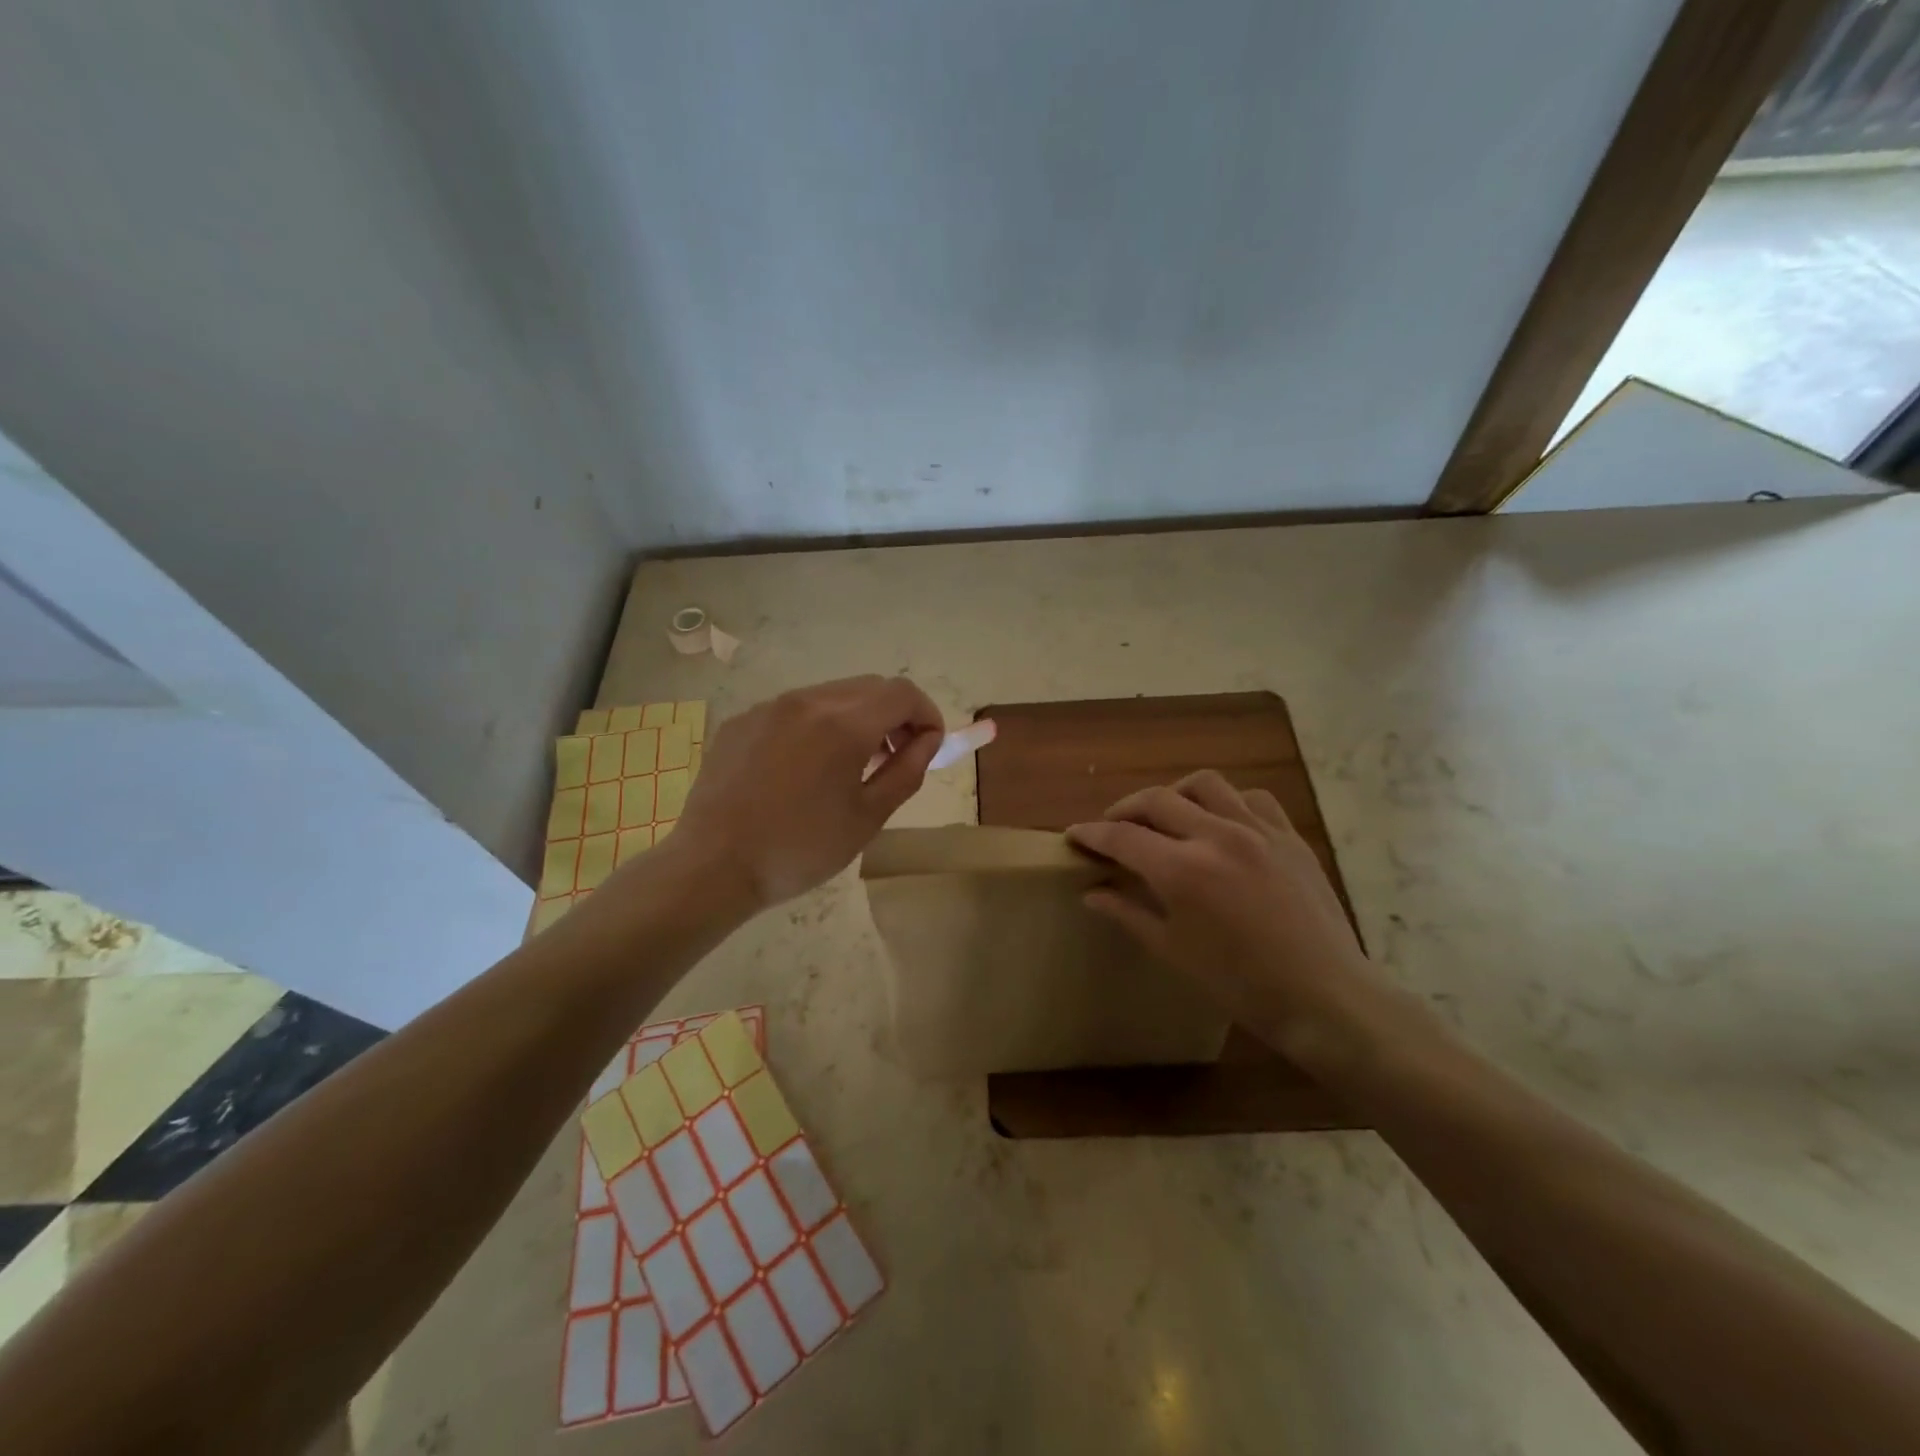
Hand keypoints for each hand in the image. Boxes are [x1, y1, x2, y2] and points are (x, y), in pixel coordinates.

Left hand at [662, 675, 944, 913]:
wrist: (714, 866)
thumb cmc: (800, 849)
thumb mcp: (868, 817)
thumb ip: (907, 771)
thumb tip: (927, 740)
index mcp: (844, 724)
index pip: (903, 693)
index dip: (927, 714)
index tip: (929, 746)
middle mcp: (808, 701)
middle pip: (869, 687)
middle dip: (894, 715)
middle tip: (894, 757)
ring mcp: (769, 707)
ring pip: (831, 695)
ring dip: (856, 718)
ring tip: (850, 765)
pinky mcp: (742, 721)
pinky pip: (794, 709)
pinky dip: (817, 725)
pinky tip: (804, 769)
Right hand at [1066, 771, 1391, 1060]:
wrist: (1324, 997)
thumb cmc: (1240, 984)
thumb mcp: (1172, 951)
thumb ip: (1128, 913)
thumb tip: (1091, 893)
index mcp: (1183, 870)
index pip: (1122, 837)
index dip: (1092, 834)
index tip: (1074, 835)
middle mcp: (1216, 836)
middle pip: (1156, 800)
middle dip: (1124, 809)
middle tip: (1112, 827)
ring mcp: (1258, 831)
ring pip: (1204, 784)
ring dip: (1174, 794)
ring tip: (1166, 815)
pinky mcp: (1289, 836)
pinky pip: (1251, 798)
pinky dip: (1226, 801)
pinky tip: (1221, 822)